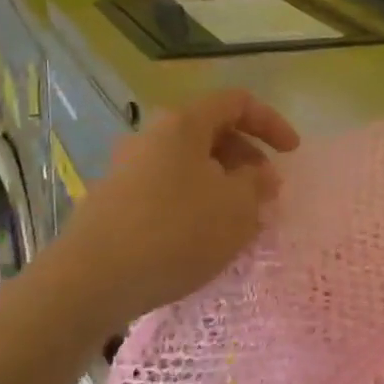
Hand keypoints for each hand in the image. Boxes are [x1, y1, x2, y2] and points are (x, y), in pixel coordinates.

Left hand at [64, 89, 299, 318]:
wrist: (91, 281)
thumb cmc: (176, 233)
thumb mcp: (236, 208)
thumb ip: (257, 183)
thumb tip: (259, 174)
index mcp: (183, 124)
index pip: (237, 102)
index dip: (272, 122)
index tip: (292, 153)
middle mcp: (152, 136)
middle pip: (212, 131)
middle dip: (247, 157)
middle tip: (266, 192)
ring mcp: (128, 167)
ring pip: (190, 163)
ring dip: (222, 182)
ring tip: (239, 219)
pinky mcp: (115, 200)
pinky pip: (168, 187)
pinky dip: (195, 200)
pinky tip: (203, 236)